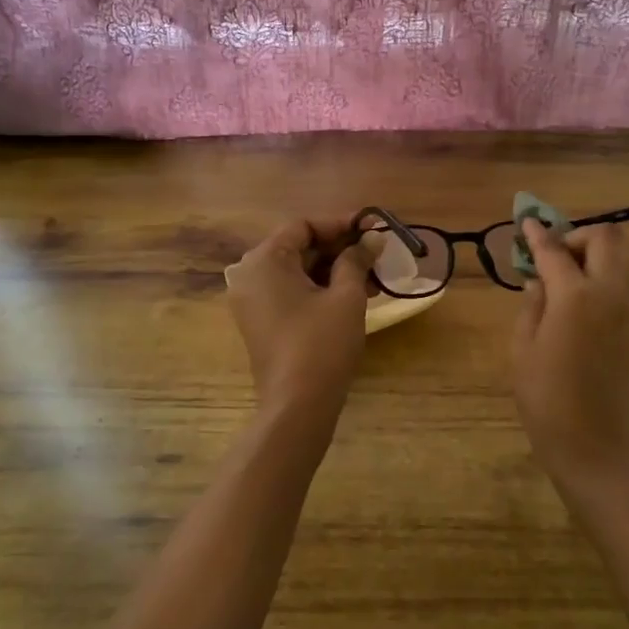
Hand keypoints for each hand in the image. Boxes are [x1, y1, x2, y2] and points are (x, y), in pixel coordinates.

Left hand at [226, 216, 383, 424]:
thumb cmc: (321, 344)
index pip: (304, 225)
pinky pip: (292, 292)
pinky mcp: (261, 321)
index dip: (341, 224)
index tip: (373, 228)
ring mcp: (252, 300)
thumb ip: (357, 260)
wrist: (297, 405)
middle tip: (377, 252)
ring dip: (335, 270)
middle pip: (299, 247)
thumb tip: (373, 237)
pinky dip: (321, 288)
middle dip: (341, 248)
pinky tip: (355, 295)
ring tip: (375, 277)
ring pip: (298, 271)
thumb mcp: (346, 297)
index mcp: (265, 261)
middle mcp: (250, 275)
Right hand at [511, 220, 628, 482]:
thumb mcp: (522, 349)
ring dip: (593, 256)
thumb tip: (539, 282)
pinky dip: (602, 278)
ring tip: (562, 280)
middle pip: (607, 238)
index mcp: (576, 297)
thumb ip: (531, 305)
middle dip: (577, 237)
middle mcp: (611, 294)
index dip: (538, 234)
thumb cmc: (546, 400)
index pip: (555, 250)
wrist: (597, 447)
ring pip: (620, 259)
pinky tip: (576, 303)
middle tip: (552, 257)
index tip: (526, 222)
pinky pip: (623, 285)